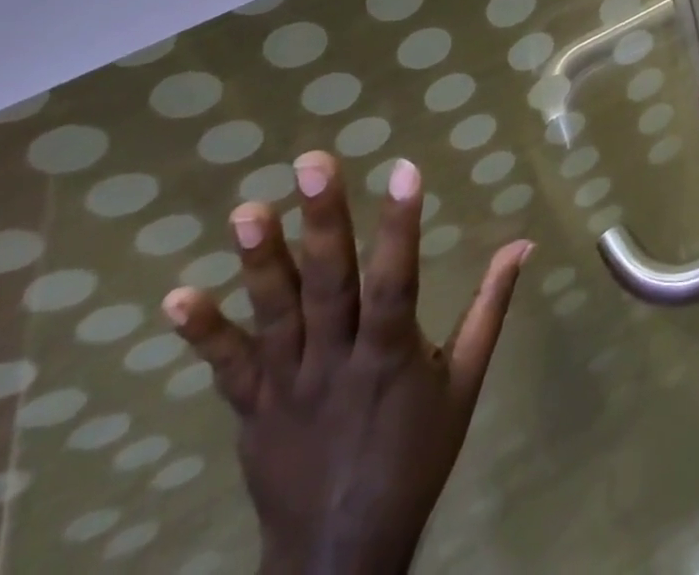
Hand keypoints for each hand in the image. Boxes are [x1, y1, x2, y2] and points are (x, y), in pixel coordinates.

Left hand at [163, 152, 530, 574]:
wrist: (340, 556)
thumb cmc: (415, 457)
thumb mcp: (465, 382)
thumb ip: (489, 308)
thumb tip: (521, 244)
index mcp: (391, 358)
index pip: (395, 283)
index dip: (400, 227)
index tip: (403, 169)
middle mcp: (335, 364)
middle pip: (329, 286)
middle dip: (323, 222)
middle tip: (314, 163)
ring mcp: (287, 387)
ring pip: (274, 316)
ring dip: (260, 262)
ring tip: (248, 209)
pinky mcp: (251, 410)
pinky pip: (226, 368)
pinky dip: (203, 333)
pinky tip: (177, 297)